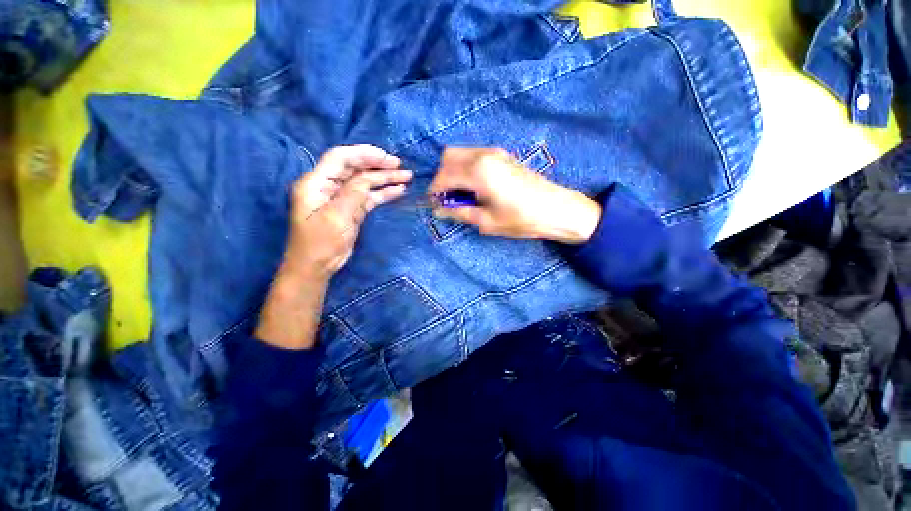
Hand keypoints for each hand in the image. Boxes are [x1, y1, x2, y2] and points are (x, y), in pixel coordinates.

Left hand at [283, 144, 411, 279]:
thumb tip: (369, 177)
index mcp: (316, 182)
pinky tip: (398, 190)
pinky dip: (383, 193)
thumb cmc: (320, 243)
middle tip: (400, 165)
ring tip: (406, 176)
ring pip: (365, 182)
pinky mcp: (351, 210)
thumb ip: (353, 193)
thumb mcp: (336, 216)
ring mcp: (341, 198)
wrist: (316, 267)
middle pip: (355, 168)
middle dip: (378, 165)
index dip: (363, 153)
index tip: (386, 157)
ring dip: (384, 179)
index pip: (340, 158)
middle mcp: (328, 186)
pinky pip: (369, 197)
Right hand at [429, 147, 601, 243]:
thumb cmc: (521, 219)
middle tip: (447, 198)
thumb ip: (459, 212)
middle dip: (442, 177)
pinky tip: (474, 187)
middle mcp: (484, 155)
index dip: (434, 190)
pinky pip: (474, 155)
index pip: (444, 175)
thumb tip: (438, 210)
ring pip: (461, 153)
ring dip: (454, 171)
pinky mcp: (503, 155)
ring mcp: (495, 152)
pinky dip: (466, 168)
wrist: (557, 209)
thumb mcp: (487, 220)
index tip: (434, 204)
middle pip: (448, 157)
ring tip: (461, 194)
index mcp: (478, 171)